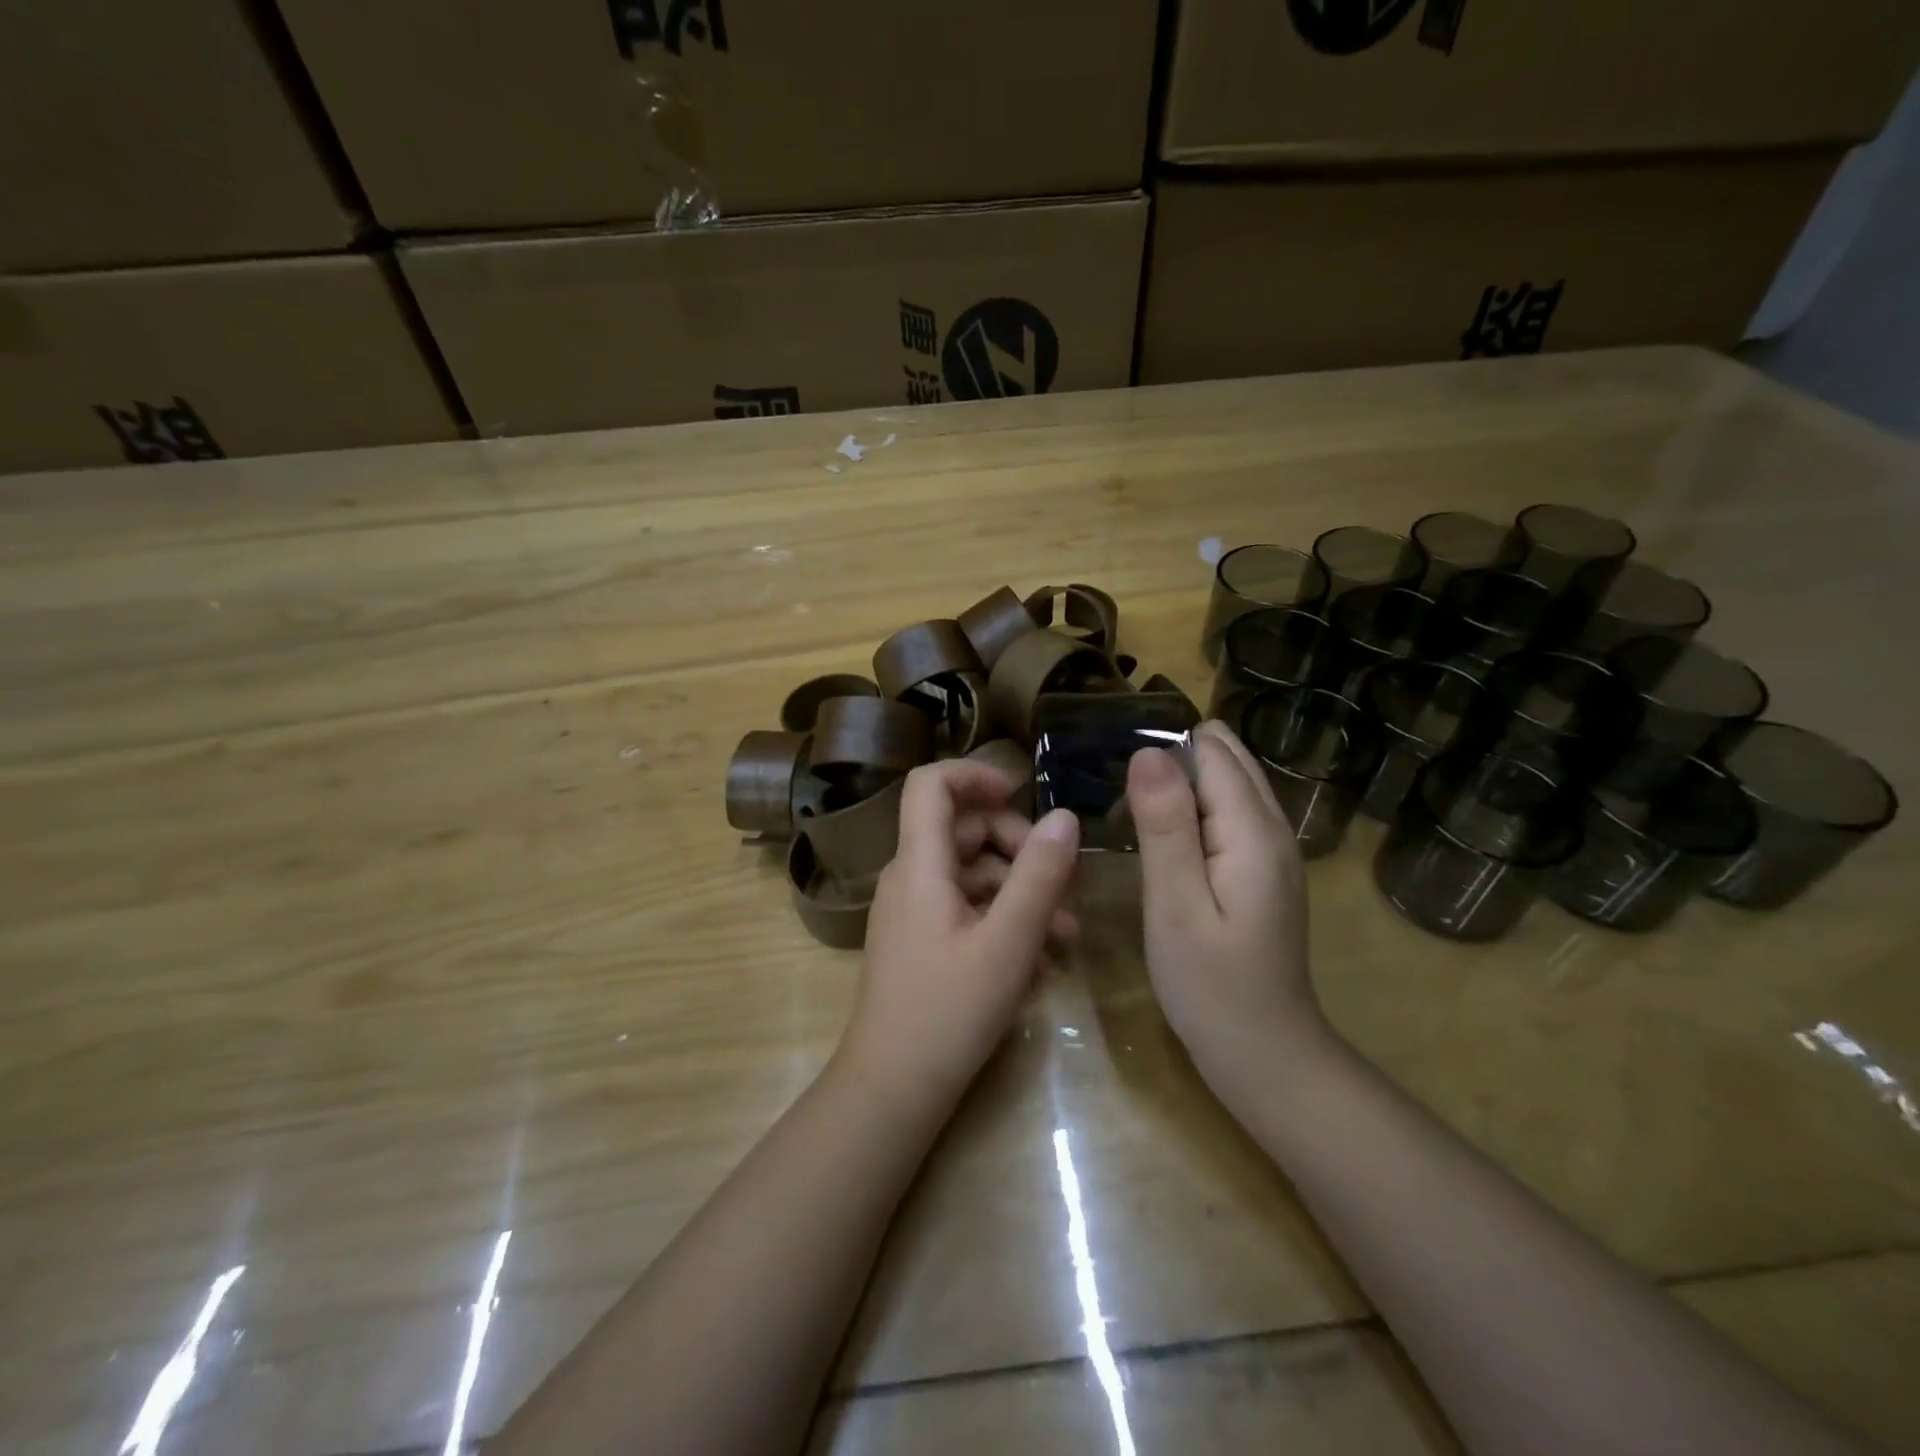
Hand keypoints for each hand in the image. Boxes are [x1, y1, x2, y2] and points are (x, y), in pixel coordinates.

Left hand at [840, 760, 1079, 1107]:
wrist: (893, 1088)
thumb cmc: (948, 1010)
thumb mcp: (1008, 942)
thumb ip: (1039, 875)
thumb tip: (1065, 817)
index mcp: (920, 864)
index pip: (930, 784)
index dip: (974, 774)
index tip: (1022, 794)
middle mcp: (910, 877)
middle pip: (963, 829)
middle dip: (1019, 847)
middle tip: (1064, 884)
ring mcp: (914, 910)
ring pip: (972, 873)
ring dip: (1021, 891)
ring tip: (1067, 935)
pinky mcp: (922, 940)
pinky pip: (966, 908)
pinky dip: (1003, 918)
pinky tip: (1040, 958)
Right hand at [1126, 721, 1326, 1091]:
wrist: (1266, 1056)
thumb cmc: (1211, 986)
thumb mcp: (1175, 905)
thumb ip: (1164, 825)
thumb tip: (1148, 752)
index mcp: (1253, 830)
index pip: (1212, 751)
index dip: (1163, 754)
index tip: (1119, 786)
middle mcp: (1273, 828)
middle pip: (1225, 759)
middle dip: (1172, 764)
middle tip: (1125, 807)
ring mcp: (1272, 850)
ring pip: (1226, 786)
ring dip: (1180, 790)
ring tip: (1134, 822)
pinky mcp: (1262, 871)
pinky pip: (1227, 816)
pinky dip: (1193, 814)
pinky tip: (1163, 846)